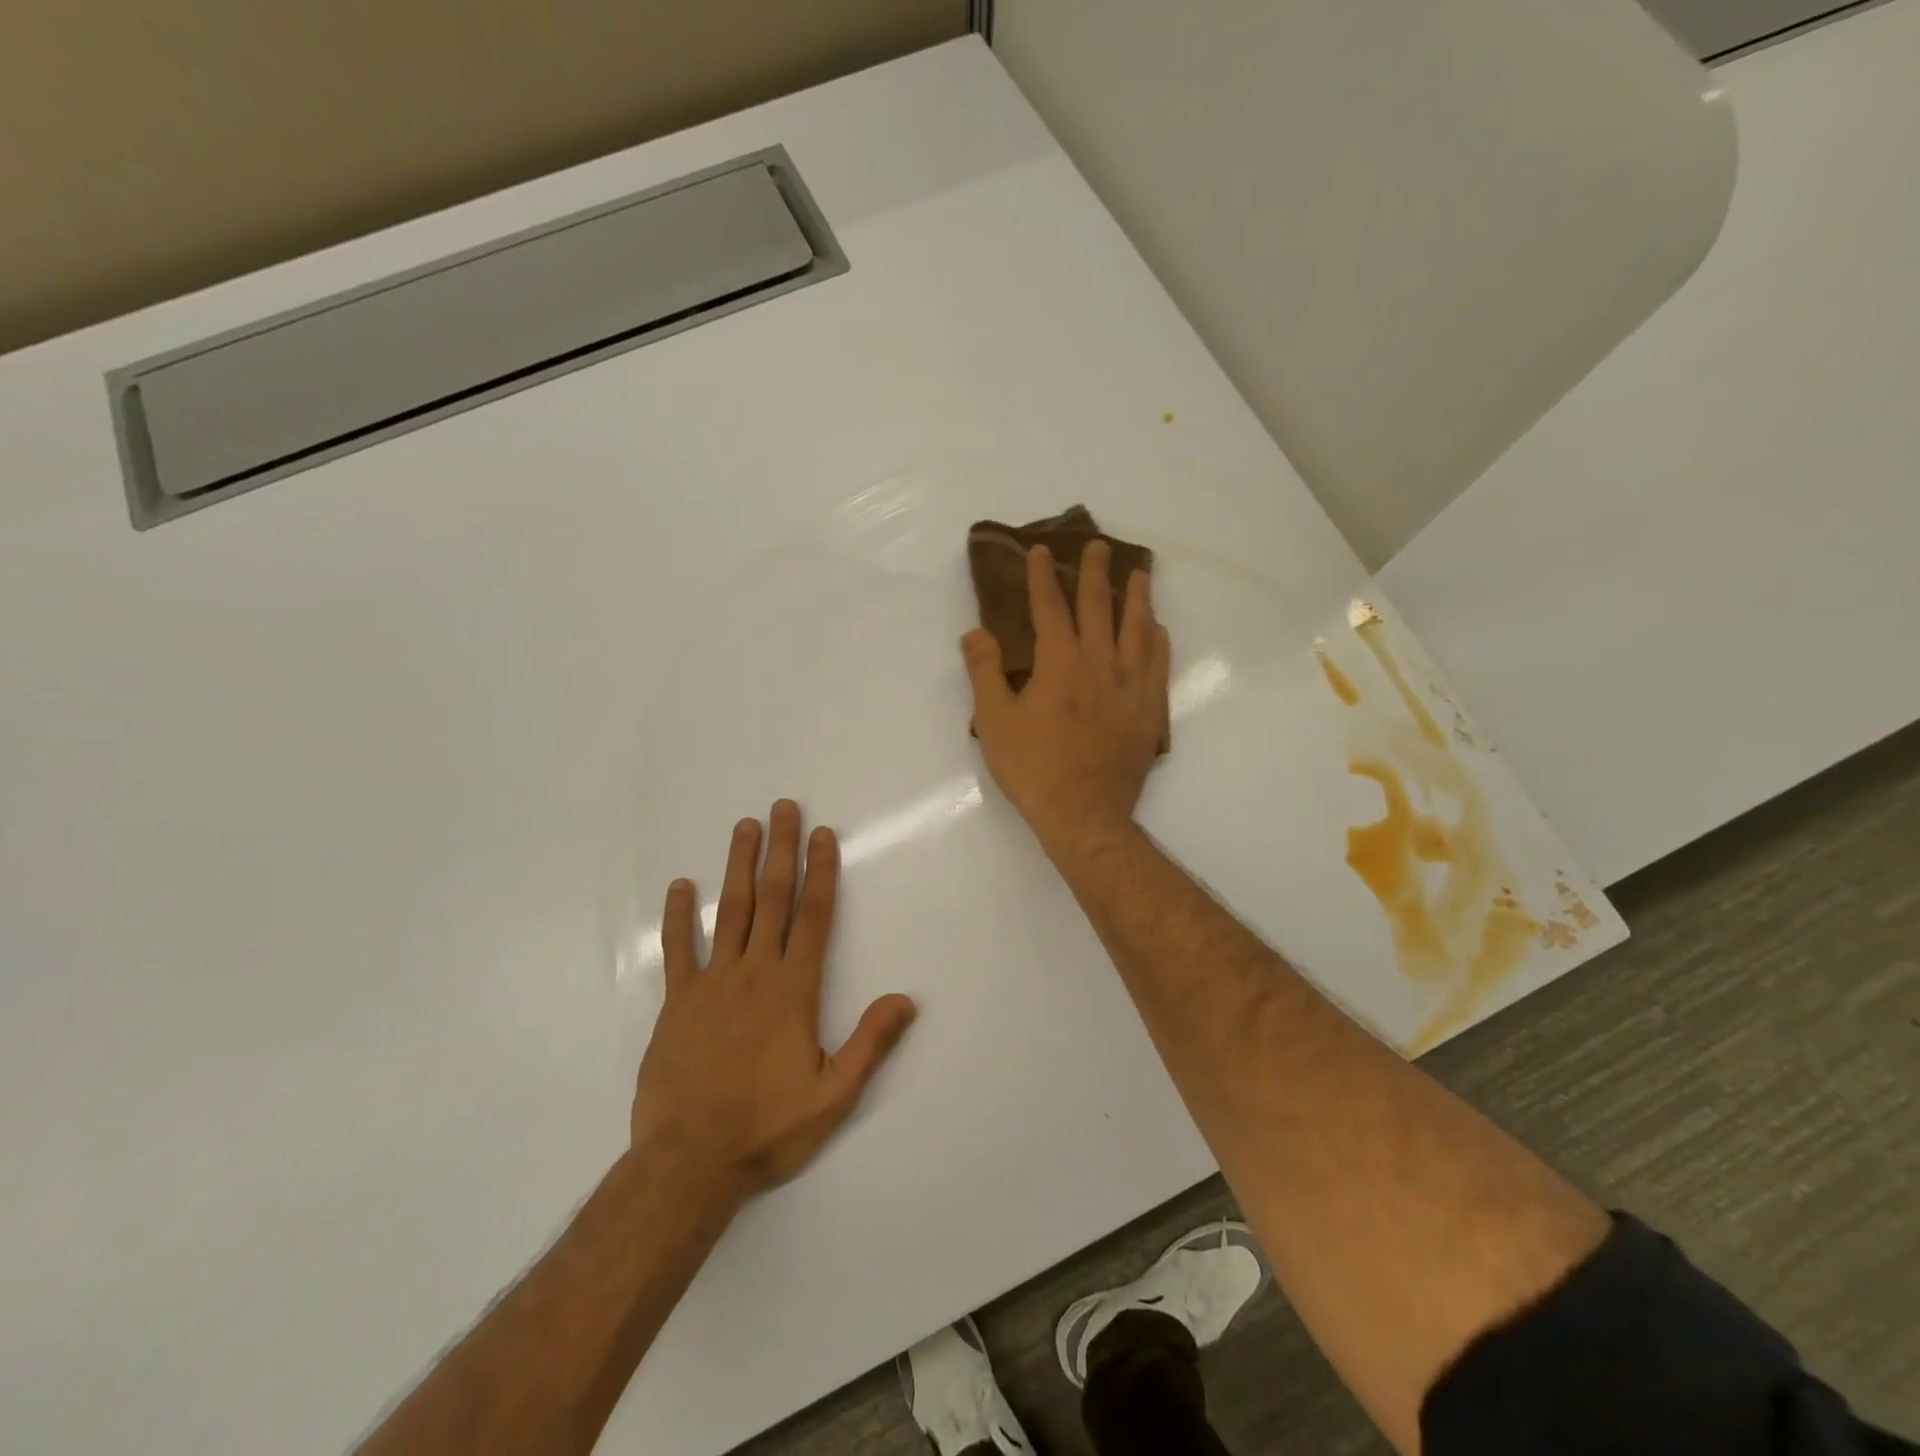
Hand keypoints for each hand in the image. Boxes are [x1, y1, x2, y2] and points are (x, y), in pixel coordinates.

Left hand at [631, 801, 916, 1196]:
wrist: (689, 1162)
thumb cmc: (767, 1128)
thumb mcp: (833, 1096)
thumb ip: (870, 1044)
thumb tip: (907, 999)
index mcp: (793, 990)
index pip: (813, 917)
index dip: (821, 872)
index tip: (824, 835)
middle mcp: (754, 973)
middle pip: (772, 899)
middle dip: (781, 850)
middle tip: (784, 808)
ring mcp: (711, 984)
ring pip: (729, 912)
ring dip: (738, 866)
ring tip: (744, 827)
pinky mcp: (677, 1003)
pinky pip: (678, 950)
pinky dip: (679, 917)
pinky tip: (682, 887)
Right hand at [961, 540, 1170, 857]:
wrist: (1085, 816)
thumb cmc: (1034, 769)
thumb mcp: (995, 721)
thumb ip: (985, 672)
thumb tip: (976, 632)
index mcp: (1060, 663)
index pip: (1050, 608)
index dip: (1042, 577)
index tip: (1040, 551)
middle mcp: (1101, 664)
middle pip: (1100, 608)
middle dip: (1095, 574)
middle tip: (1100, 546)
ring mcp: (1131, 687)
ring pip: (1138, 630)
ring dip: (1137, 598)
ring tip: (1139, 575)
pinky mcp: (1150, 712)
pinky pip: (1159, 665)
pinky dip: (1158, 641)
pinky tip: (1158, 630)